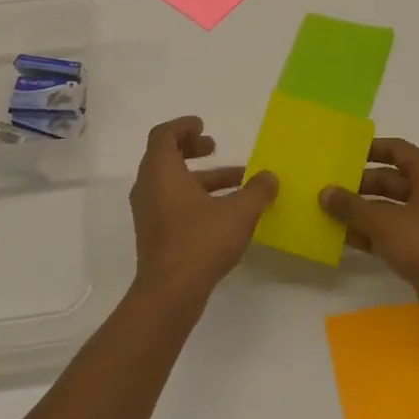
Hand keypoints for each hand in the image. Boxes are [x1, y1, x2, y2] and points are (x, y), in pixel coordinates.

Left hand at [129, 116, 276, 304]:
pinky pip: (173, 203)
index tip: (203, 126)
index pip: (163, 135)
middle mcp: (149, 187)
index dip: (183, 126)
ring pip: (172, 183)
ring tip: (237, 181)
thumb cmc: (200, 241)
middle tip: (213, 146)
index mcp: (161, 171)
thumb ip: (257, 191)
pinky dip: (195, 197)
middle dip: (191, 149)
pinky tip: (225, 212)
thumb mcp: (239, 212)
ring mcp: (149, 212)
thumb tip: (270, 177)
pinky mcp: (155, 234)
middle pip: (165, 156)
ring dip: (201, 177)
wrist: (169, 293)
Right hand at [319, 137, 418, 330]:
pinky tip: (345, 240)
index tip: (341, 156)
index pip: (396, 150)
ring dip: (362, 212)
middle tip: (327, 190)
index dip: (369, 150)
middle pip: (390, 180)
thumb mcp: (384, 222)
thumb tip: (325, 192)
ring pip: (390, 208)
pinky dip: (373, 233)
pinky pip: (394, 232)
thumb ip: (352, 206)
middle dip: (359, 185)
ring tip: (328, 215)